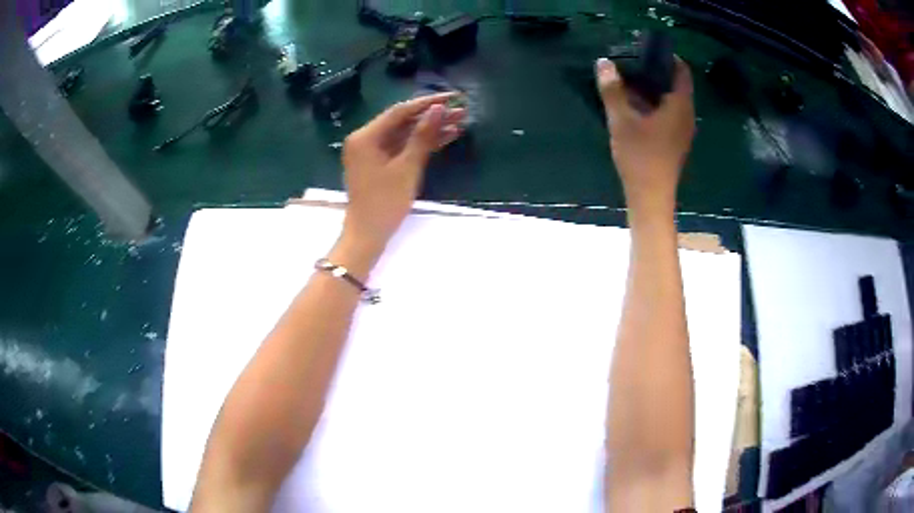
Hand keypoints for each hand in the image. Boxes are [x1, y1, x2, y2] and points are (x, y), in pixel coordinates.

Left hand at [341, 93, 464, 250]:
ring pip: (405, 134)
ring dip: (430, 130)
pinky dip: (420, 145)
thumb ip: (423, 136)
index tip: (453, 97)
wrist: (368, 236)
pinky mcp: (379, 163)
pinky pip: (402, 147)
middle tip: (462, 111)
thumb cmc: (385, 202)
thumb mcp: (407, 167)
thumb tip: (439, 108)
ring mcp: (372, 151)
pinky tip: (446, 138)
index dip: (428, 103)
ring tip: (460, 123)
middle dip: (433, 117)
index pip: (400, 111)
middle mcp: (366, 139)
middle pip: (403, 122)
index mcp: (365, 137)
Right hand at [595, 57, 694, 210]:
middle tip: (633, 64)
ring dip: (655, 90)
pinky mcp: (676, 142)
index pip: (682, 71)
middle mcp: (687, 116)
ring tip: (631, 83)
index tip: (646, 50)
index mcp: (680, 106)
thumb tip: (604, 62)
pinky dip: (657, 105)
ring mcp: (683, 131)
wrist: (651, 197)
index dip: (668, 57)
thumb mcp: (621, 120)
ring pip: (673, 101)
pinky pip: (670, 114)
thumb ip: (612, 90)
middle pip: (677, 85)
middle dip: (657, 72)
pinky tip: (637, 108)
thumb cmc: (640, 156)